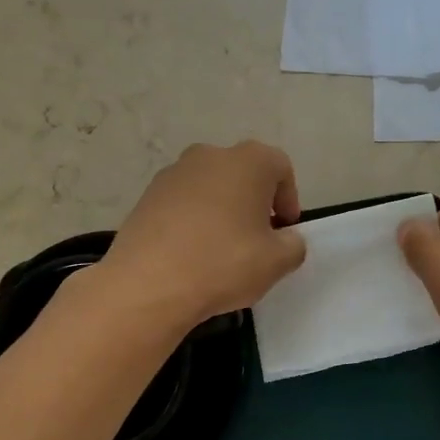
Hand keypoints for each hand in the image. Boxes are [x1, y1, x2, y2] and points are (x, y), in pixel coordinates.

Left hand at [102, 142, 306, 325]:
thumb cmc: (224, 263)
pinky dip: (193, 221)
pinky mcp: (146, 196)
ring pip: (210, 188)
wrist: (148, 283)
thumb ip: (293, 245)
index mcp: (248, 161)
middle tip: (257, 239)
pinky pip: (182, 204)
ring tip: (221, 250)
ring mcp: (173, 174)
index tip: (285, 231)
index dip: (288, 199)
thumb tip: (285, 239)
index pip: (280, 168)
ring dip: (222, 211)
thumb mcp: (277, 262)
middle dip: (254, 202)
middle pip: (243, 174)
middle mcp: (209, 155)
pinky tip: (191, 254)